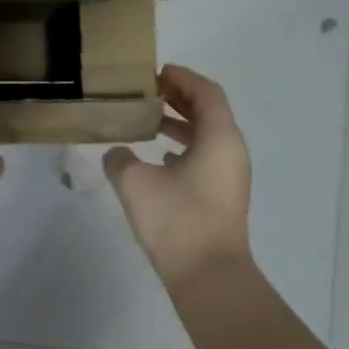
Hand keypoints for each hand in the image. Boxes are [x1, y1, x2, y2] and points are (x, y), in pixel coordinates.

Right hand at [104, 65, 252, 285]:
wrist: (208, 276)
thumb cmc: (177, 220)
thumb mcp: (136, 184)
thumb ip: (120, 160)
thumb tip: (116, 154)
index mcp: (220, 137)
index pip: (206, 92)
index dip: (182, 78)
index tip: (156, 72)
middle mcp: (231, 151)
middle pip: (209, 112)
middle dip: (179, 98)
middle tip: (147, 92)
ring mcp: (230, 176)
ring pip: (207, 138)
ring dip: (180, 125)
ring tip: (148, 122)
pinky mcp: (222, 197)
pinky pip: (205, 159)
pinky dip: (184, 149)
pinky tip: (159, 160)